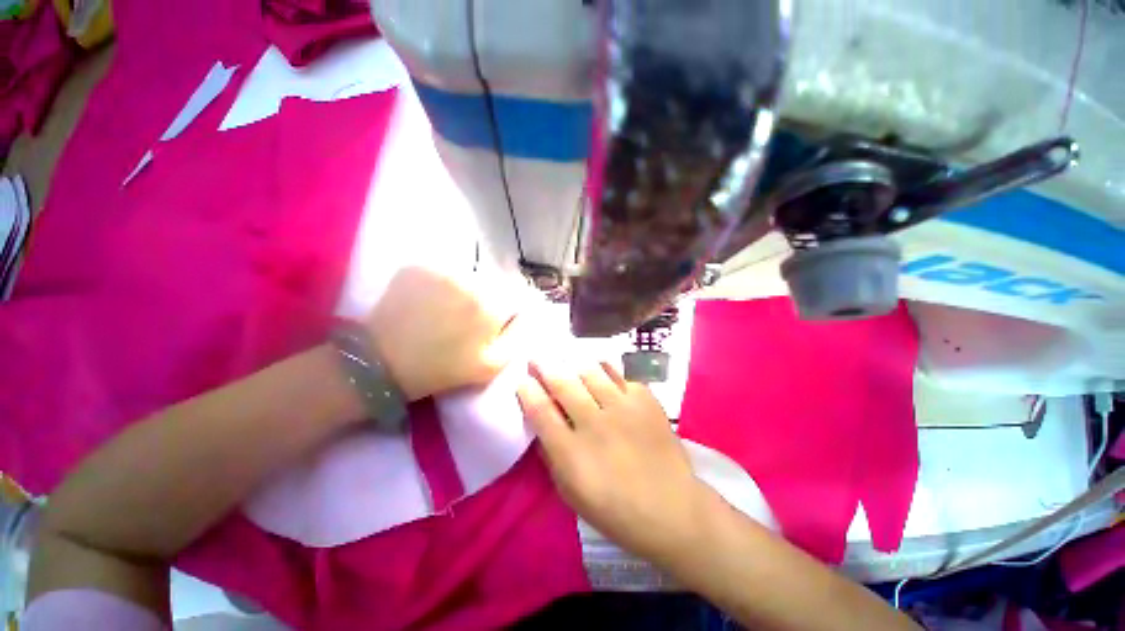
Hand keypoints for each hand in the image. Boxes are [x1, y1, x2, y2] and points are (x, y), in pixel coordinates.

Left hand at [367, 267, 520, 400]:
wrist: (382, 363)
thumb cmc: (443, 368)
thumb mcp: (491, 366)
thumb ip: (518, 336)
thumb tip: (528, 313)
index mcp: (491, 304)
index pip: (517, 288)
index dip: (511, 301)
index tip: (501, 314)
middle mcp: (469, 279)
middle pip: (493, 278)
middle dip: (489, 293)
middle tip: (471, 314)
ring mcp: (441, 269)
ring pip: (468, 272)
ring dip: (466, 286)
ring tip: (450, 307)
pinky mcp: (417, 266)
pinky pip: (443, 269)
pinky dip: (443, 281)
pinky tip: (431, 300)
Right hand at [517, 361, 706, 560]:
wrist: (671, 508)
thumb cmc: (615, 509)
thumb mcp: (571, 493)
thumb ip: (552, 456)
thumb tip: (541, 425)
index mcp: (572, 453)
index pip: (541, 411)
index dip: (527, 391)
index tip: (522, 380)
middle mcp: (595, 423)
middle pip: (563, 384)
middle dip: (545, 366)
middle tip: (537, 357)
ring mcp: (623, 408)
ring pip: (591, 372)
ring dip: (574, 363)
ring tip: (566, 358)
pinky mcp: (645, 400)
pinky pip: (620, 374)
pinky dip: (605, 369)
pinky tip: (600, 369)